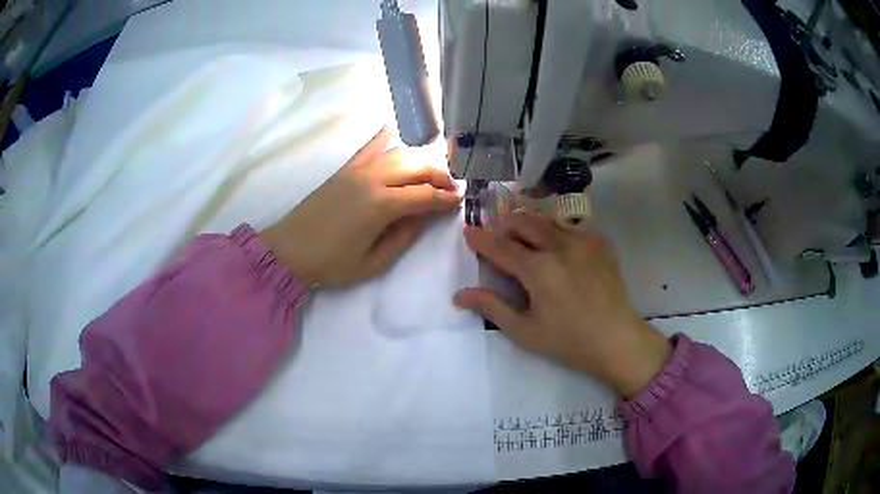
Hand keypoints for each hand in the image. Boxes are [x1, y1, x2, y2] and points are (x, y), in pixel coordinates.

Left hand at [259, 127, 460, 286]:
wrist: (288, 249)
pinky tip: (393, 129)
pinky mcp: (344, 169)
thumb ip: (403, 238)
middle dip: (439, 175)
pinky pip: (368, 148)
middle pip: (416, 167)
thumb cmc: (330, 263)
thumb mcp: (373, 262)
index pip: (424, 195)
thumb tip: (422, 218)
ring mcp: (357, 170)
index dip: (445, 198)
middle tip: (451, 187)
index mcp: (381, 205)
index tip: (460, 201)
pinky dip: (383, 138)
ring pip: (398, 154)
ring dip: (420, 160)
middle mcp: (372, 179)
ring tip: (431, 172)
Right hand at [453, 210, 671, 397]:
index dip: (481, 239)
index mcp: (538, 269)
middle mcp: (559, 246)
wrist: (618, 339)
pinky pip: (571, 228)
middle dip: (506, 226)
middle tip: (500, 239)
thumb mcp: (525, 331)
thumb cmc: (569, 341)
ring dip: (530, 226)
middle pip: (523, 221)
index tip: (468, 232)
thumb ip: (493, 307)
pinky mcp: (601, 244)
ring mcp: (583, 241)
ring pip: (548, 220)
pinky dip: (557, 233)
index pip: (500, 246)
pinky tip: (560, 251)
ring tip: (527, 241)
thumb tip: (460, 295)